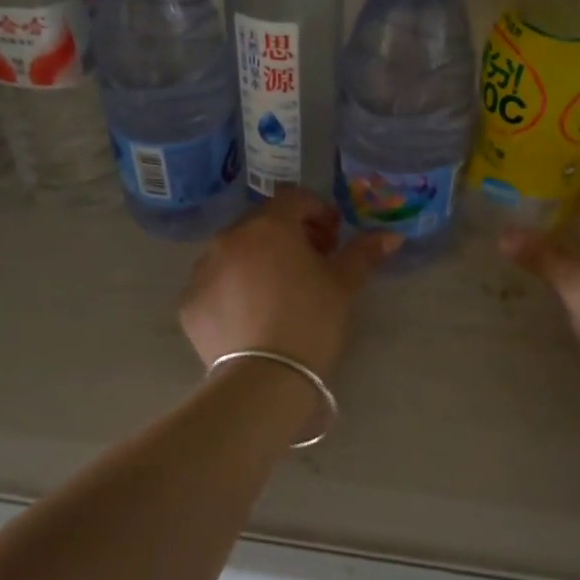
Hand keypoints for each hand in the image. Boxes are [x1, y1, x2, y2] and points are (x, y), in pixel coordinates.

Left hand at [180, 190, 399, 376]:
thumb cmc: (310, 321)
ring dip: (258, 260)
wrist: (264, 379)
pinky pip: (215, 284)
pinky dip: (233, 289)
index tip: (333, 239)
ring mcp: (203, 270)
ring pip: (235, 252)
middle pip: (262, 223)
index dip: (318, 213)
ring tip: (278, 293)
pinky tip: (251, 316)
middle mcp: (229, 238)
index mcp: (269, 226)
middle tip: (311, 265)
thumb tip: (390, 236)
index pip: (295, 199)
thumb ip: (364, 253)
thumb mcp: (343, 285)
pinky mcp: (189, 303)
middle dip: (288, 236)